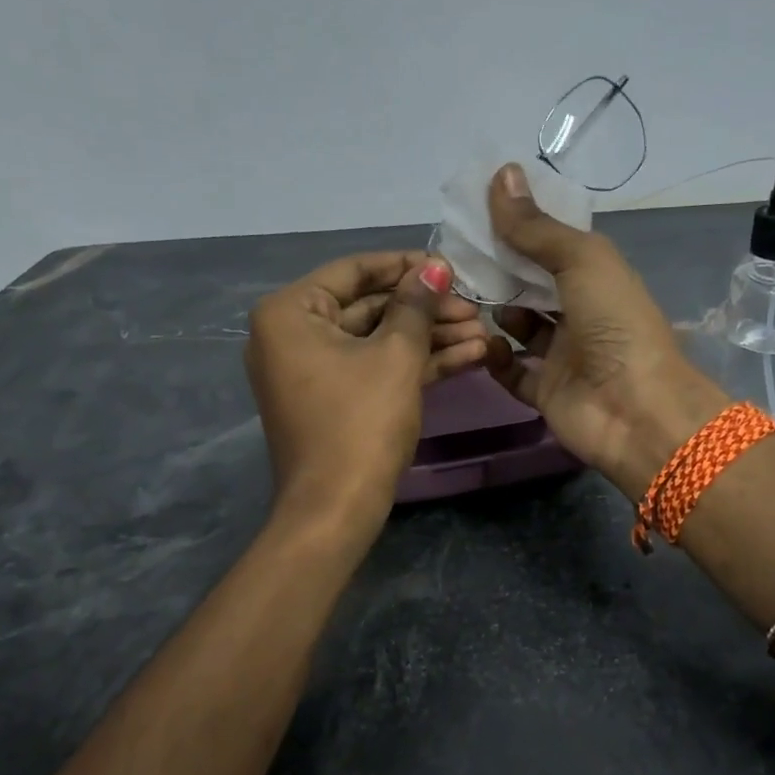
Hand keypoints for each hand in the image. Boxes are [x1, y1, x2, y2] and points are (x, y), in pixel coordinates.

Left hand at [247, 252, 486, 531]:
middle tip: (475, 307)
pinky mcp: (335, 399)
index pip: (354, 271)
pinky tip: (469, 357)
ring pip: (378, 341)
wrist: (336, 509)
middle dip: (427, 310)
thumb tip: (437, 266)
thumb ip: (417, 305)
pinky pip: (375, 368)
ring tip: (484, 335)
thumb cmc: (361, 422)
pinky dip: (416, 364)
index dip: (407, 266)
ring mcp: (314, 371)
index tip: (451, 266)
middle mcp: (293, 335)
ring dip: (431, 338)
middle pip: (370, 307)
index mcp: (291, 313)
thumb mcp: (395, 356)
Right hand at [482, 163, 727, 496]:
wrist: (636, 411)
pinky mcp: (546, 392)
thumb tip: (501, 173)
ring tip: (463, 298)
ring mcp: (563, 355)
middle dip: (499, 271)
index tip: (477, 214)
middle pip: (532, 286)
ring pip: (519, 327)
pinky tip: (483, 343)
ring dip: (495, 313)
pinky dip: (496, 358)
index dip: (520, 229)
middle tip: (457, 257)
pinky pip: (513, 372)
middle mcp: (581, 313)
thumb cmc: (615, 324)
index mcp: (597, 277)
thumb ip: (536, 227)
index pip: (552, 246)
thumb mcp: (581, 261)